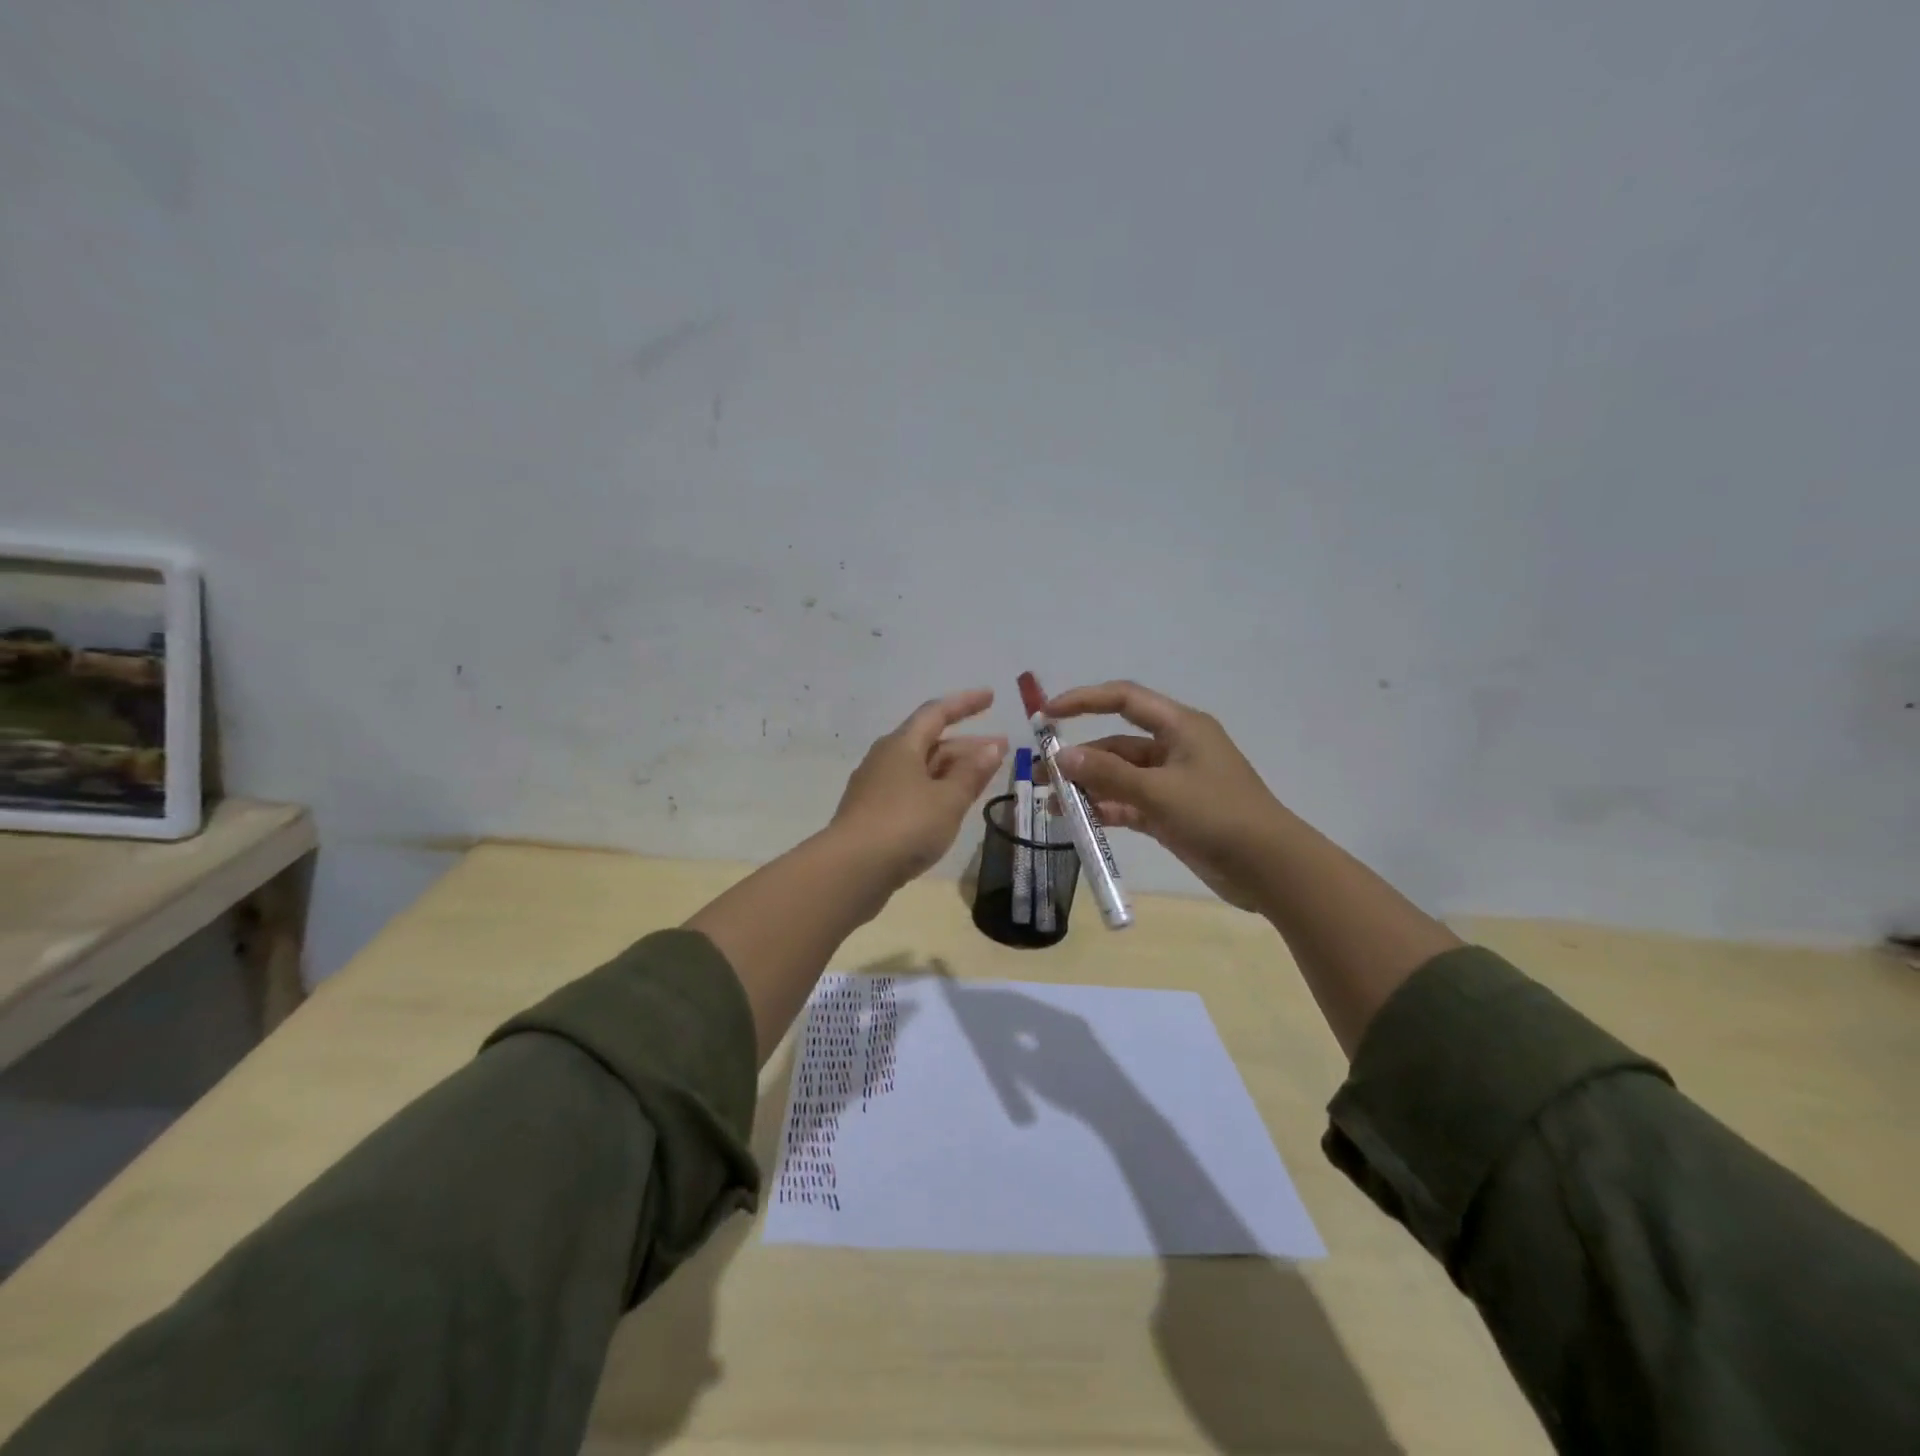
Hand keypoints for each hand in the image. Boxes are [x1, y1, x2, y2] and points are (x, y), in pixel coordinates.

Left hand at [831, 689, 1007, 883]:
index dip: (965, 703)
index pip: (937, 713)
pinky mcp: (873, 814)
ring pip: (922, 768)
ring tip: (982, 777)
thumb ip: (971, 773)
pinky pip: (912, 790)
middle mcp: (886, 759)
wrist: (852, 870)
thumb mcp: (948, 799)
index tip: (991, 697)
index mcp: (902, 745)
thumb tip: (992, 747)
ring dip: (953, 769)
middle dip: (966, 744)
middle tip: (999, 748)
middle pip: (930, 742)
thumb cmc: (905, 825)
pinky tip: (950, 804)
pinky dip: (937, 790)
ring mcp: (876, 787)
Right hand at [1045, 681, 1282, 911]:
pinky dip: (1107, 810)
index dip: (1084, 700)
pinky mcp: (1172, 813)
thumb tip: (1062, 757)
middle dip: (1080, 757)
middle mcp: (1175, 748)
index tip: (1047, 715)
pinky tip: (1079, 823)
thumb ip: (1108, 774)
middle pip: (1117, 743)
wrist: (1270, 868)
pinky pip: (1130, 803)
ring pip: (1120, 776)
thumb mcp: (1159, 791)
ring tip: (1053, 804)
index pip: (1124, 699)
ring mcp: (1173, 782)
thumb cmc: (1218, 816)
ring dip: (1089, 788)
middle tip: (1042, 775)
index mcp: (1180, 727)